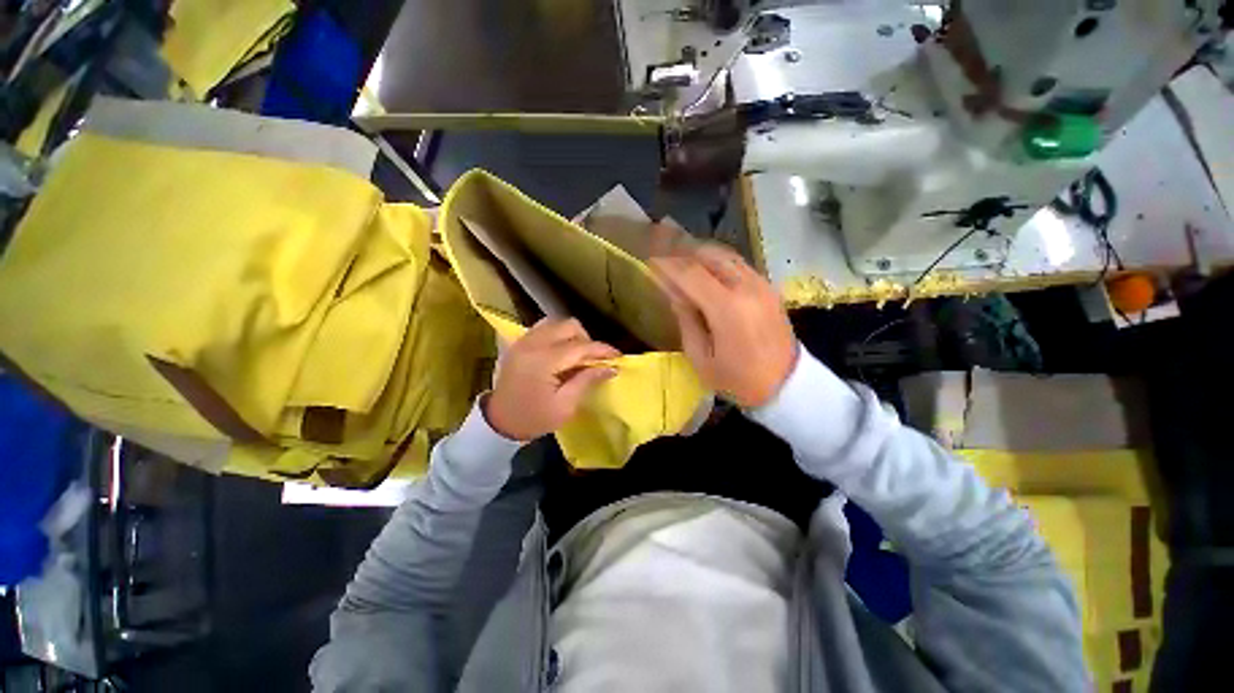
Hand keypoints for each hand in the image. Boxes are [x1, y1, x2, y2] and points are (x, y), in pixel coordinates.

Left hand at [484, 318, 619, 440]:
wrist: (498, 423)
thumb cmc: (534, 419)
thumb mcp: (565, 406)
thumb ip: (587, 381)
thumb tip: (611, 367)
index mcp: (544, 361)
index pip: (581, 346)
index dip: (602, 350)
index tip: (618, 357)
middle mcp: (533, 343)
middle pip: (569, 326)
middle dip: (587, 340)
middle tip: (593, 359)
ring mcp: (524, 340)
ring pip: (556, 322)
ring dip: (572, 335)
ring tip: (577, 354)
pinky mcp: (519, 343)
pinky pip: (543, 328)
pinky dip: (557, 335)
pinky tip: (561, 352)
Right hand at [650, 232, 796, 407]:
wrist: (788, 384)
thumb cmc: (739, 380)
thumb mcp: (702, 359)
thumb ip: (686, 321)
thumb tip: (674, 293)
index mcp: (727, 308)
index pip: (690, 273)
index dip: (667, 264)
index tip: (649, 261)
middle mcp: (746, 287)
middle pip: (709, 255)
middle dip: (682, 253)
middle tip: (663, 257)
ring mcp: (761, 284)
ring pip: (725, 255)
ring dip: (700, 254)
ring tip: (681, 260)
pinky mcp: (768, 287)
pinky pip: (738, 264)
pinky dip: (717, 261)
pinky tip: (706, 271)